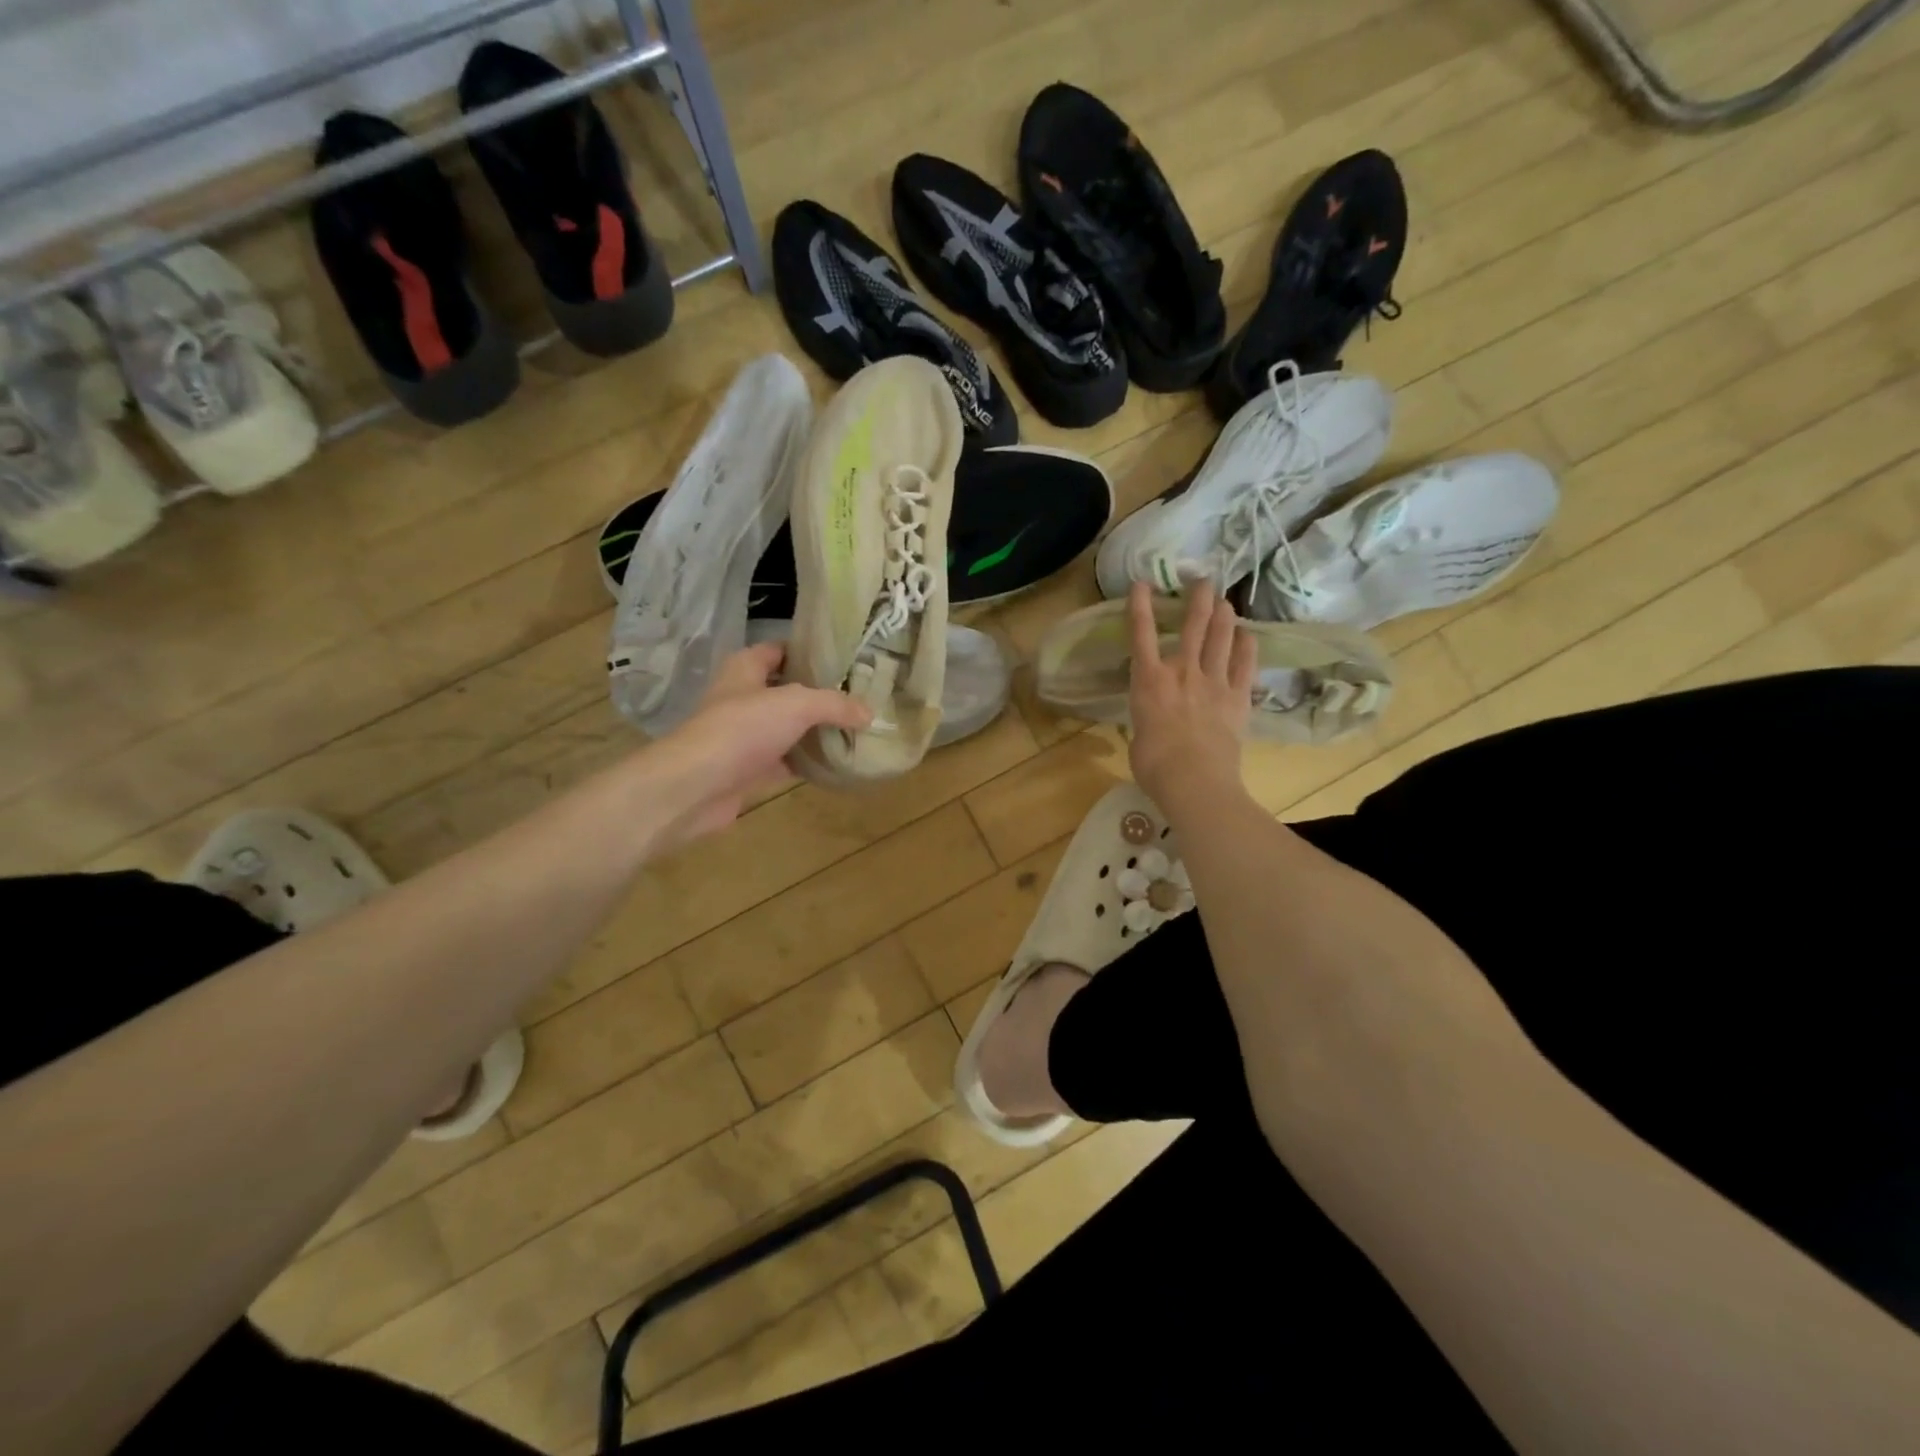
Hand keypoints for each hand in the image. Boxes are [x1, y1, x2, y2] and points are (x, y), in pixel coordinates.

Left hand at [652, 642, 870, 847]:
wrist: (696, 786)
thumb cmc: (742, 729)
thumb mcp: (797, 705)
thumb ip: (835, 705)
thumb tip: (869, 713)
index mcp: (745, 668)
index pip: (780, 650)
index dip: (810, 652)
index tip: (847, 660)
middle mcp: (743, 697)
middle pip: (788, 690)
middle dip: (821, 694)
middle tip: (860, 697)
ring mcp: (745, 735)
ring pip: (788, 727)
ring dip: (816, 731)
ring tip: (856, 729)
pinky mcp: (748, 768)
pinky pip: (786, 760)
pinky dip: (808, 762)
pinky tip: (837, 763)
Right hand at [1127, 579, 1255, 808]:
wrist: (1194, 781)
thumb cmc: (1154, 765)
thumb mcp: (1138, 736)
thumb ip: (1146, 718)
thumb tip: (1153, 720)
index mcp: (1148, 681)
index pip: (1141, 634)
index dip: (1140, 606)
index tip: (1142, 583)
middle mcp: (1181, 671)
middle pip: (1192, 625)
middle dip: (1197, 598)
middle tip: (1202, 579)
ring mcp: (1213, 682)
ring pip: (1221, 638)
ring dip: (1224, 615)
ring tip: (1224, 600)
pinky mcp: (1238, 697)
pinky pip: (1246, 664)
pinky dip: (1247, 646)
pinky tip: (1248, 635)